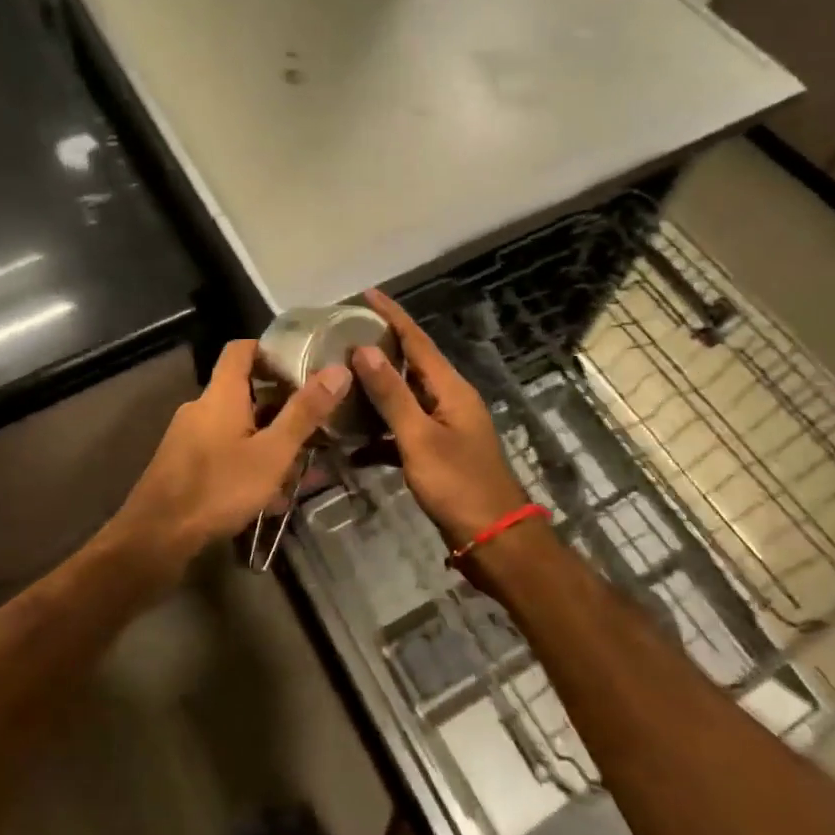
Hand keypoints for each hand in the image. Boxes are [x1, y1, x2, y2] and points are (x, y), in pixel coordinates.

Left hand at [112, 339, 350, 573]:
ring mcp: (188, 437)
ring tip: (300, 464)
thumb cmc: (218, 488)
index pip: (240, 349)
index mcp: (220, 395)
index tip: (301, 363)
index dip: (269, 349)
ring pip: (236, 426)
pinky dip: (248, 460)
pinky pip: (223, 451)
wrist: (155, 538)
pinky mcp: (182, 465)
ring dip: (267, 438)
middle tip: (314, 421)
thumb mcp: (272, 453)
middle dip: (279, 404)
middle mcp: (201, 408)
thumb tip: (339, 370)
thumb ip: (305, 413)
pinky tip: (269, 495)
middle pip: (243, 390)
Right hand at [352, 290, 532, 549]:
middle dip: (380, 349)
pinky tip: (352, 445)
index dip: (392, 316)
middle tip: (342, 336)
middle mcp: (450, 401)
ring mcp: (445, 428)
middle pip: (411, 365)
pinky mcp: (438, 455)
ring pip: (405, 400)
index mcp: (451, 389)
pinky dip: (380, 434)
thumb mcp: (419, 438)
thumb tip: (364, 349)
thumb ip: (392, 394)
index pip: (417, 340)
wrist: (494, 540)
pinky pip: (404, 433)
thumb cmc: (458, 485)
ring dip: (375, 392)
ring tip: (340, 381)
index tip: (366, 293)